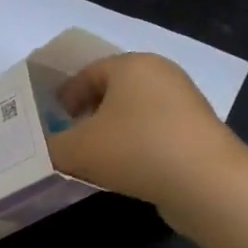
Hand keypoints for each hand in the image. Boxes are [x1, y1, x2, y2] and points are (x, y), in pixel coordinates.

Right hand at [48, 53, 246, 213]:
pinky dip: (135, 146)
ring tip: (94, 159)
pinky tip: (125, 171)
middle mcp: (161, 75)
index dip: (65, 95)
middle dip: (88, 114)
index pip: (88, 72)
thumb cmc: (136, 150)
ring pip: (135, 113)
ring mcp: (184, 103)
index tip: (51, 120)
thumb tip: (41, 149)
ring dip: (112, 133)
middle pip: (113, 91)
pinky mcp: (197, 132)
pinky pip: (154, 133)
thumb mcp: (78, 149)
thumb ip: (51, 147)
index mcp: (132, 65)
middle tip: (69, 139)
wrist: (206, 183)